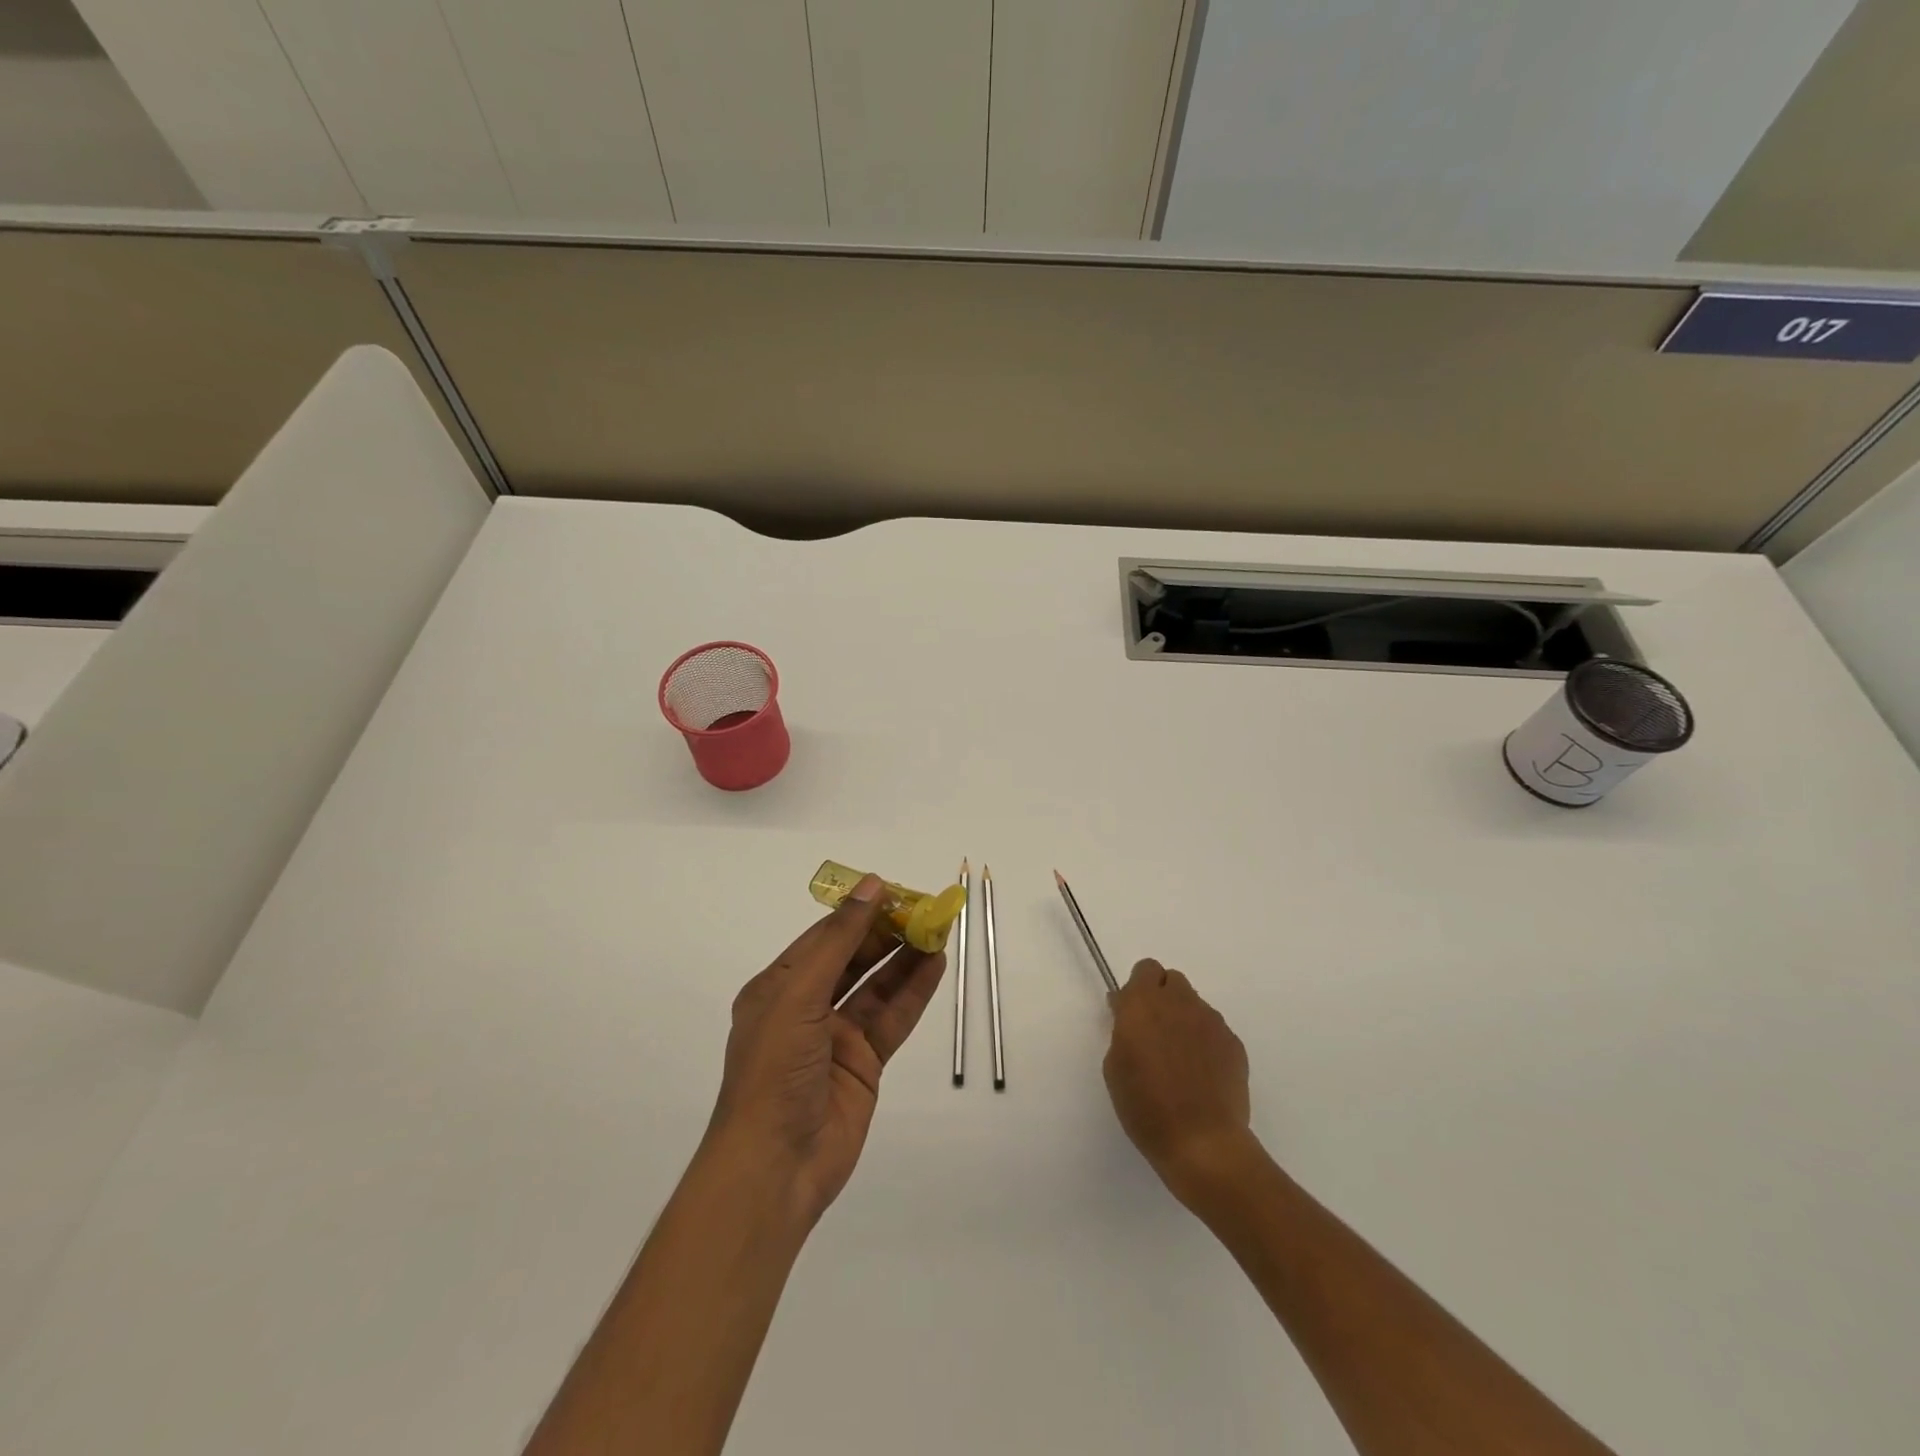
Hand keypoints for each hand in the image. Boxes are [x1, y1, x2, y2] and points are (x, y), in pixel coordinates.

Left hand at [707, 875, 946, 1226]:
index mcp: (778, 987)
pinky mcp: (863, 1064)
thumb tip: (870, 885)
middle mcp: (806, 1006)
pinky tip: (936, 967)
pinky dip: (913, 993)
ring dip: (905, 959)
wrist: (775, 1167)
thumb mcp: (799, 995)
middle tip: (925, 909)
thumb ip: (838, 941)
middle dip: (887, 933)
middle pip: (853, 958)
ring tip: (938, 930)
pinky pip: (892, 1018)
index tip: (894, 890)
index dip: (859, 912)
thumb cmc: (774, 1070)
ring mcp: (836, 1037)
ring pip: (877, 986)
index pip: (824, 937)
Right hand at [1104, 958, 1254, 1202]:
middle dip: (1162, 997)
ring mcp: (1211, 1022)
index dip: (1138, 988)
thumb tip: (1129, 1014)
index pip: (1145, 969)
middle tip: (1155, 1033)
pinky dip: (1205, 1042)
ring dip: (1184, 1019)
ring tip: (1181, 1060)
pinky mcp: (1234, 1043)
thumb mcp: (1115, 1067)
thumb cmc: (1146, 1107)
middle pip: (1172, 980)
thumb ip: (1123, 1030)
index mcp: (1143, 1004)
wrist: (1202, 1143)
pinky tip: (1201, 1075)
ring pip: (1194, 1005)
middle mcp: (1179, 1003)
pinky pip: (1214, 1030)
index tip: (1131, 1015)